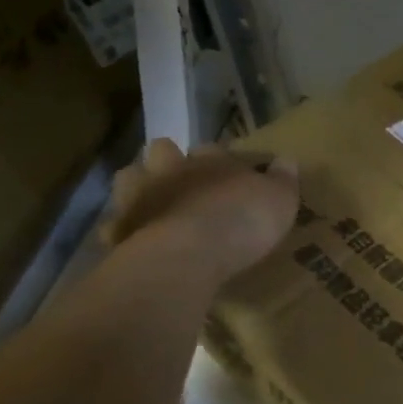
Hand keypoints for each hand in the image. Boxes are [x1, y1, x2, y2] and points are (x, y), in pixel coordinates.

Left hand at [99, 138, 299, 286]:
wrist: (186, 255)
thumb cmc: (241, 221)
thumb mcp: (281, 200)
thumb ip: (283, 179)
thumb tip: (287, 159)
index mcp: (212, 160)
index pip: (214, 148)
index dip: (220, 157)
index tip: (231, 170)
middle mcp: (172, 170)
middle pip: (163, 150)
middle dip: (170, 160)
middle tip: (184, 180)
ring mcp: (139, 196)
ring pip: (130, 177)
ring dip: (139, 186)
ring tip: (154, 203)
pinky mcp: (119, 228)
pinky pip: (115, 224)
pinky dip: (124, 229)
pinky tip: (136, 241)